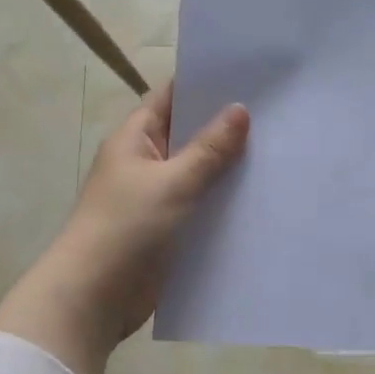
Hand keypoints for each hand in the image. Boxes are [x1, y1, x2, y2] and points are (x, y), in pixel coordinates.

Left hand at [0, 83, 249, 373]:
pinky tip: (260, 201)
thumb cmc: (125, 228)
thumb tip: (239, 109)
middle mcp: (144, 163)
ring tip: (281, 153)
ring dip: (229, 169)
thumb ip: (208, 149)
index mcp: (135, 139)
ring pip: (198, 175)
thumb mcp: (171, 183)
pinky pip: (199, 209)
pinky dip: (223, 205)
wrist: (93, 297)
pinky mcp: (167, 231)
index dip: (205, 85)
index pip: (171, 98)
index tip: (250, 76)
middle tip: (278, 115)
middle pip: (189, 136)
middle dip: (227, 128)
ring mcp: (156, 199)